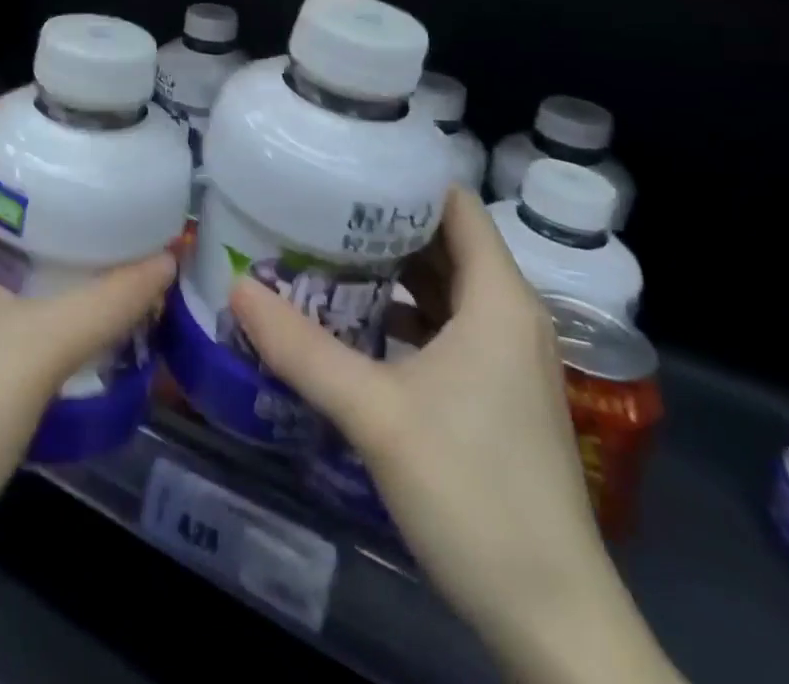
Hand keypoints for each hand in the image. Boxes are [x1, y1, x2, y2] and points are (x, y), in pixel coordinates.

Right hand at [229, 189, 683, 683]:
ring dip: (388, 271)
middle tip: (313, 207)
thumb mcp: (375, 413)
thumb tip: (236, 290)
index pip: (454, 204)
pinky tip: (350, 323)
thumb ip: (302, 348)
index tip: (342, 166)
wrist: (552, 622)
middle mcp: (508, 315)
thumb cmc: (473, 492)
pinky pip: (445, 328)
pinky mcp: (494, 394)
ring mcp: (505, 358)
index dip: (402, 177)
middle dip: (381, 222)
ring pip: (443, 288)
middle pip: (443, 242)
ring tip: (320, 253)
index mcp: (498, 298)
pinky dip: (402, 315)